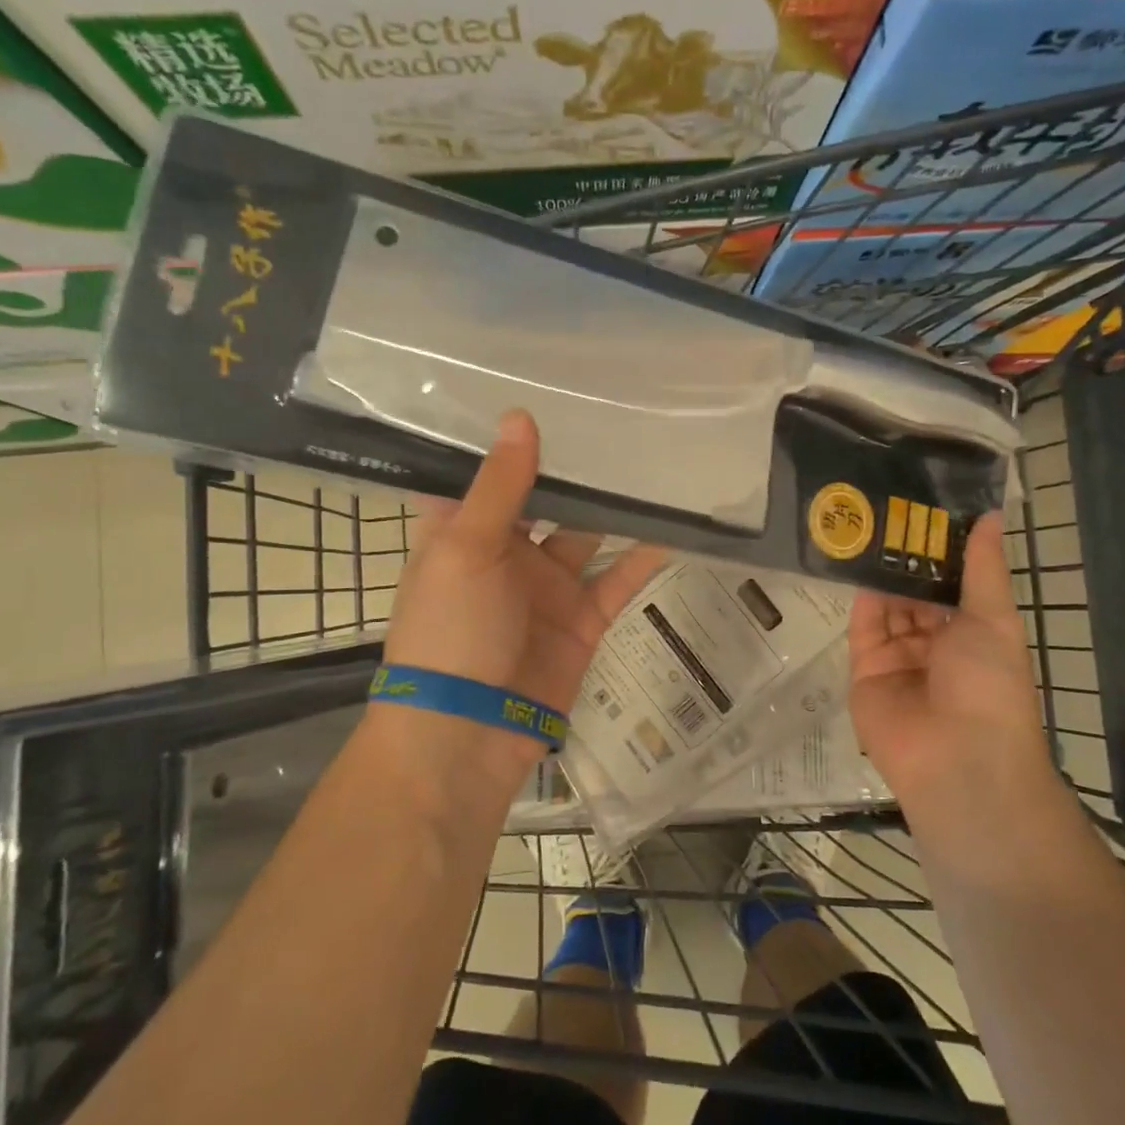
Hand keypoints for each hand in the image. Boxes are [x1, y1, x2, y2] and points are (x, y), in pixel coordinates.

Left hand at [383, 410, 662, 748]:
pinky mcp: (584, 619)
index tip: (542, 388)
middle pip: (545, 498)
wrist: (466, 737)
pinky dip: (645, 555)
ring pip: (587, 533)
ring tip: (654, 457)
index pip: (485, 473)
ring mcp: (547, 587)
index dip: (509, 437)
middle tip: (616, 411)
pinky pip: (618, 578)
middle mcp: (506, 553)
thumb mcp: (465, 550)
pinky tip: (676, 522)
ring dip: (614, 505)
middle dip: (574, 466)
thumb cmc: (449, 632)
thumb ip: (500, 486)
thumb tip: (519, 416)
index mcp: (462, 532)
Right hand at [848, 512, 1048, 794]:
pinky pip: (863, 629)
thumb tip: (992, 514)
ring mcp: (899, 658)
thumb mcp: (994, 618)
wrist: (956, 757)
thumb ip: (983, 567)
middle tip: (890, 511)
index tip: (927, 510)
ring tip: (869, 527)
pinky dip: (862, 600)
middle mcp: (936, 645)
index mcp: (973, 634)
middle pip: (916, 594)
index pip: (953, 584)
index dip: (941, 551)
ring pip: (888, 607)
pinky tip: (858, 564)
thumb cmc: (989, 683)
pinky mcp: (865, 671)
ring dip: (883, 575)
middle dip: (907, 560)